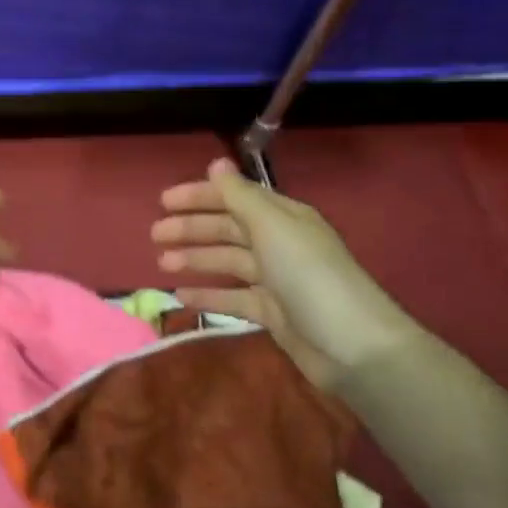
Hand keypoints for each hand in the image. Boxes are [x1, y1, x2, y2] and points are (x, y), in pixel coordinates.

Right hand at [151, 159, 415, 385]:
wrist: (352, 344)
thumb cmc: (309, 276)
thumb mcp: (272, 227)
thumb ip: (239, 196)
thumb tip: (216, 163)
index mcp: (283, 217)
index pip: (235, 197)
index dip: (200, 196)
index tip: (163, 201)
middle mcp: (280, 243)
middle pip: (228, 228)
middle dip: (192, 228)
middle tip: (155, 234)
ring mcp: (277, 280)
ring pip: (228, 262)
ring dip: (195, 259)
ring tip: (162, 263)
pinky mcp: (274, 313)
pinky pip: (233, 297)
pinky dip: (209, 294)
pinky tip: (181, 296)